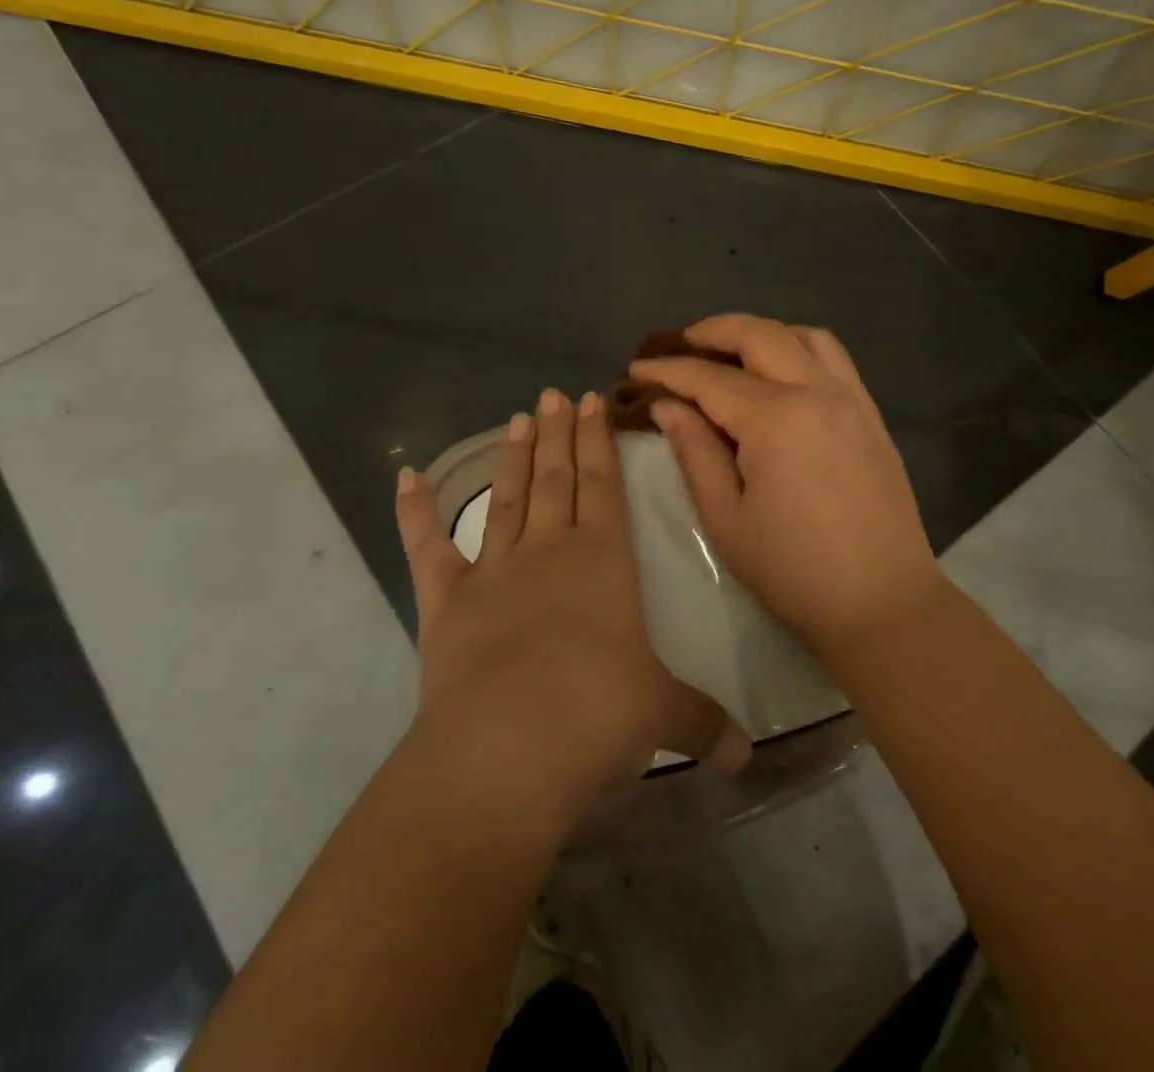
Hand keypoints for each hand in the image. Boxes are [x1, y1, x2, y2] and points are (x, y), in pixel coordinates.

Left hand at [395, 388, 749, 822]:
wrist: (509, 751)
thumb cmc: (596, 718)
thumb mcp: (660, 717)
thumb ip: (702, 723)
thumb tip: (747, 758)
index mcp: (603, 562)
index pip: (604, 486)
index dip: (600, 443)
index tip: (593, 402)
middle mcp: (549, 553)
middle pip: (557, 480)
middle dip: (559, 435)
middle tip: (554, 395)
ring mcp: (493, 572)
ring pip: (507, 500)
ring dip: (513, 459)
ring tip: (517, 418)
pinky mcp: (446, 602)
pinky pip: (427, 547)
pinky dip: (415, 512)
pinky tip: (406, 476)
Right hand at [630, 314, 944, 659]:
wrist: (883, 605)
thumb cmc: (794, 572)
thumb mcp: (726, 519)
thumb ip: (694, 452)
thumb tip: (667, 405)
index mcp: (775, 420)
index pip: (709, 378)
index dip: (667, 370)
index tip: (636, 369)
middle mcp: (816, 392)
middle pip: (759, 335)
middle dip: (711, 331)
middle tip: (678, 345)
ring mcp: (851, 399)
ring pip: (803, 336)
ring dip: (761, 333)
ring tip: (730, 352)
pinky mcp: (871, 414)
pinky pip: (834, 358)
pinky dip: (798, 347)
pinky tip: (780, 371)